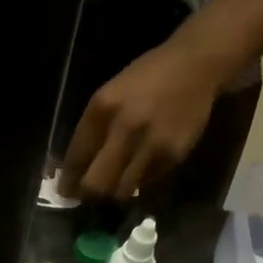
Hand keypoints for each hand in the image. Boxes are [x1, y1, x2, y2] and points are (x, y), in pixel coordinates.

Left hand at [56, 38, 223, 200]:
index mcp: (101, 109)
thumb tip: (75, 171)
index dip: (68, 182)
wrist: (196, 65)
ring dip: (115, 193)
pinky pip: (146, 182)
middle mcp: (124, 128)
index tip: (67, 193)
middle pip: (96, 184)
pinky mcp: (171, 155)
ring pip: (121, 191)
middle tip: (89, 197)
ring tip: (115, 186)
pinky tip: (142, 166)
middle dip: (89, 195)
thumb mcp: (110, 96)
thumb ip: (92, 131)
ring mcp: (150, 144)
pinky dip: (140, 181)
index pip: (76, 159)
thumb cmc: (146, 79)